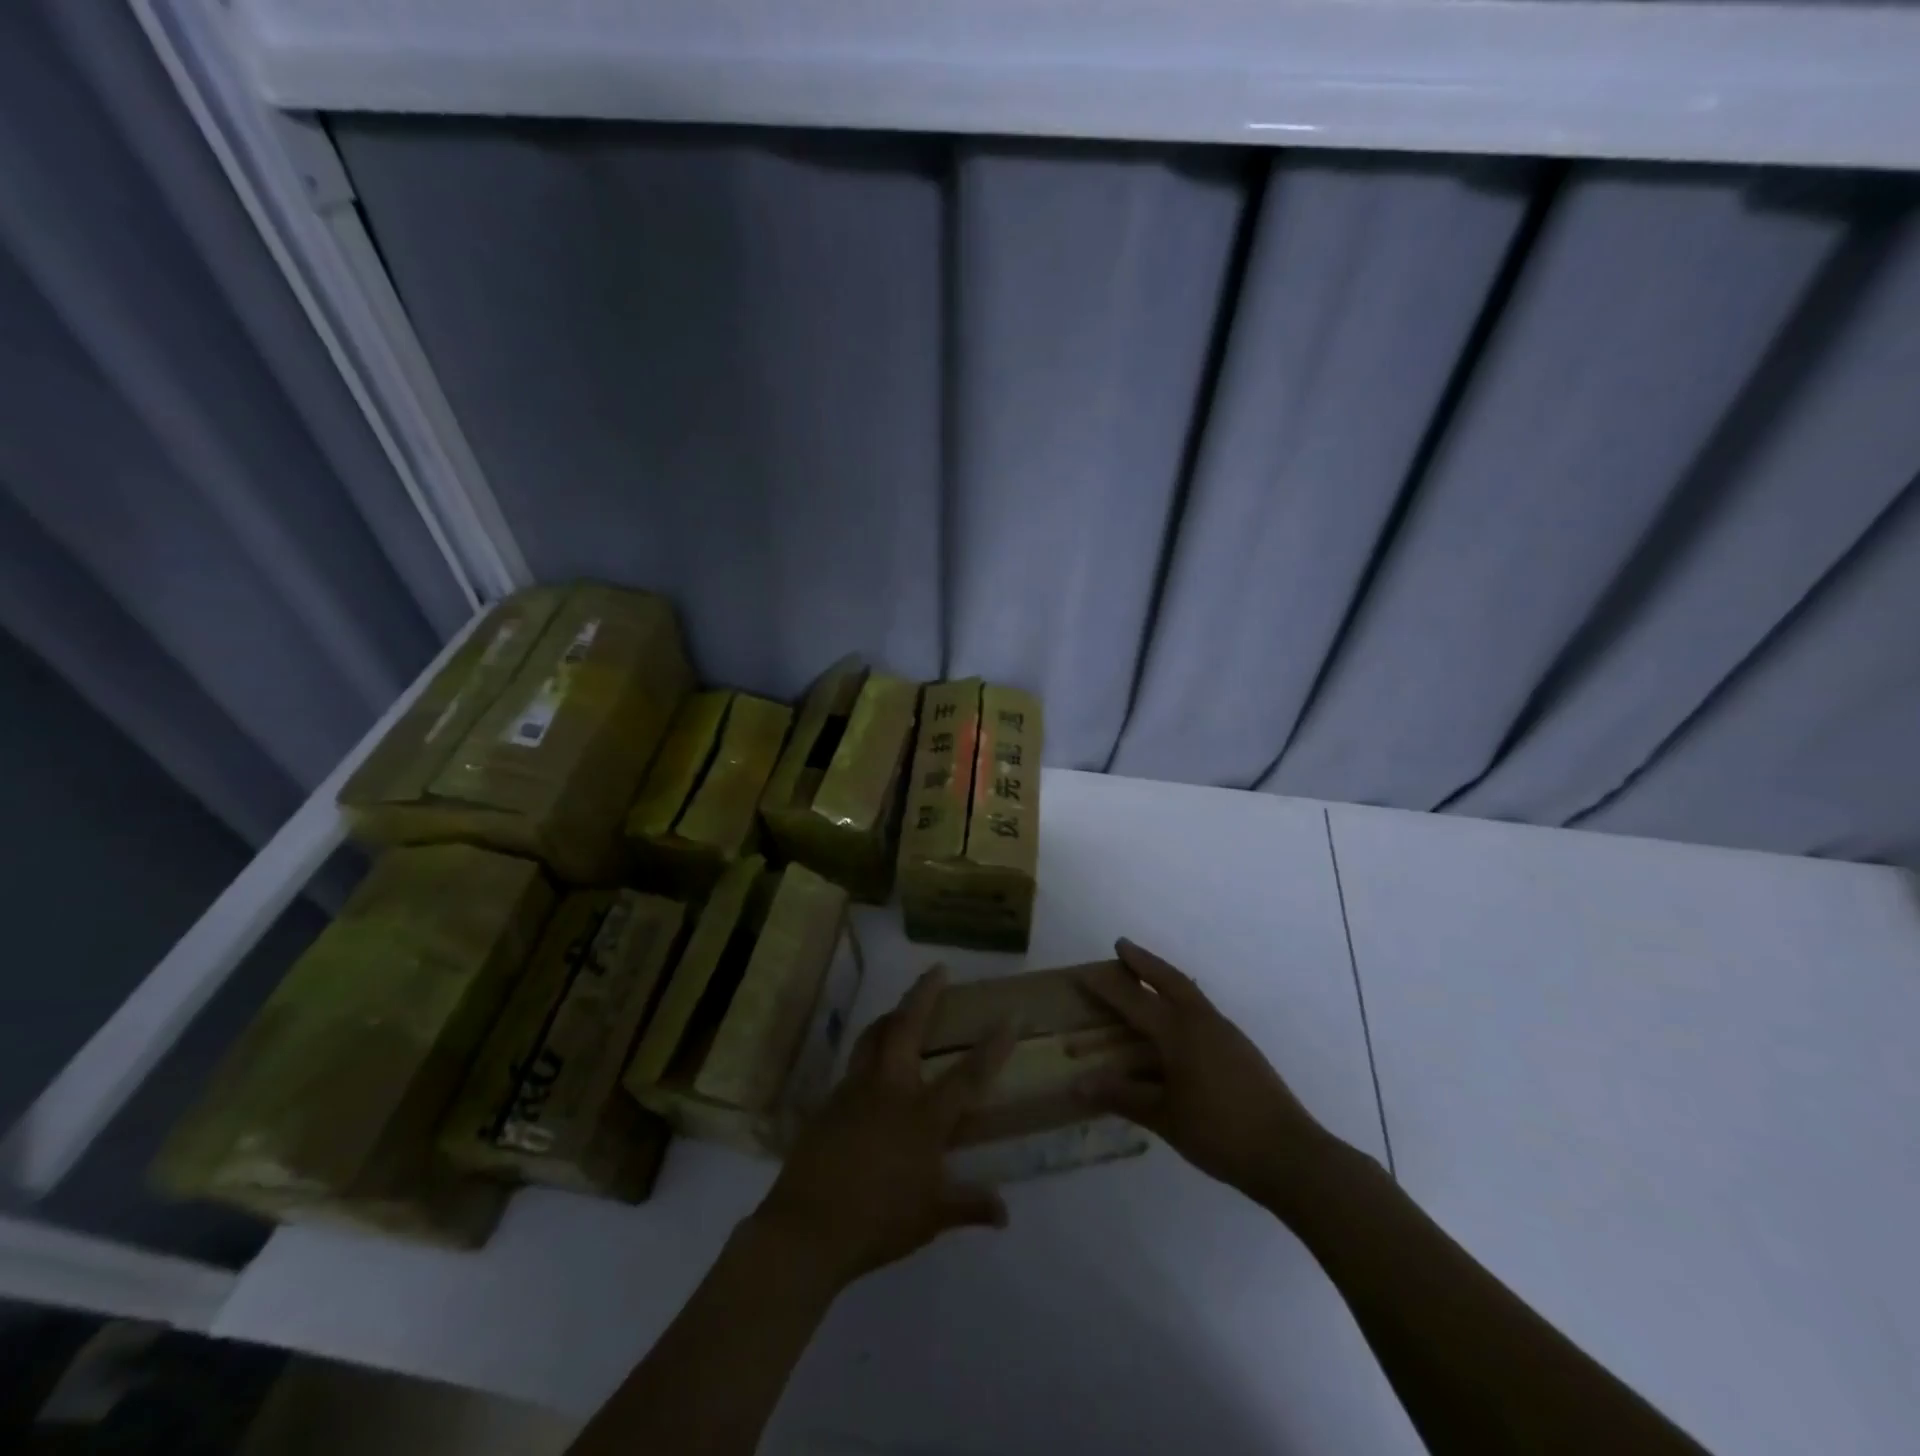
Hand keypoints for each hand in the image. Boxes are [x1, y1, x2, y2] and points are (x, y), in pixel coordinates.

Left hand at [751, 966, 1014, 1291]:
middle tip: (938, 970)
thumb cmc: (878, 1222)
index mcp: (923, 1117)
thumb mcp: (930, 1218)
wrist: (807, 1228)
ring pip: (873, 1036)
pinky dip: (869, 1051)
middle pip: (907, 1027)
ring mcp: (855, 1091)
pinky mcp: (830, 1101)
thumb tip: (1004, 1212)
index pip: (968, 1075)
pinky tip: (873, 1066)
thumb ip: (968, 1205)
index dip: (993, 1047)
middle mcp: (890, 1091)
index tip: (1010, 1017)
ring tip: (902, 1007)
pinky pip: (854, 1063)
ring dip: (891, 1014)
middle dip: (924, 994)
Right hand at [1078, 938, 1336, 1213]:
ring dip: (1165, 978)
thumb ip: (1122, 1096)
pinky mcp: (1240, 1049)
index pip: (1134, 1001)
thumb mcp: (1164, 1117)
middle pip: (1169, 979)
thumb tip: (1078, 1084)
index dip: (1107, 987)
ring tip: (1147, 977)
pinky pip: (1202, 1011)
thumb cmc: (1220, 1133)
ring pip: (1189, 992)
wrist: (1290, 1155)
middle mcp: (1202, 1022)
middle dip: (1144, 961)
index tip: (1083, 972)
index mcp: (1179, 1033)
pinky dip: (1182, 1001)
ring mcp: (1226, 1033)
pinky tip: (1178, 1022)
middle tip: (1122, 946)